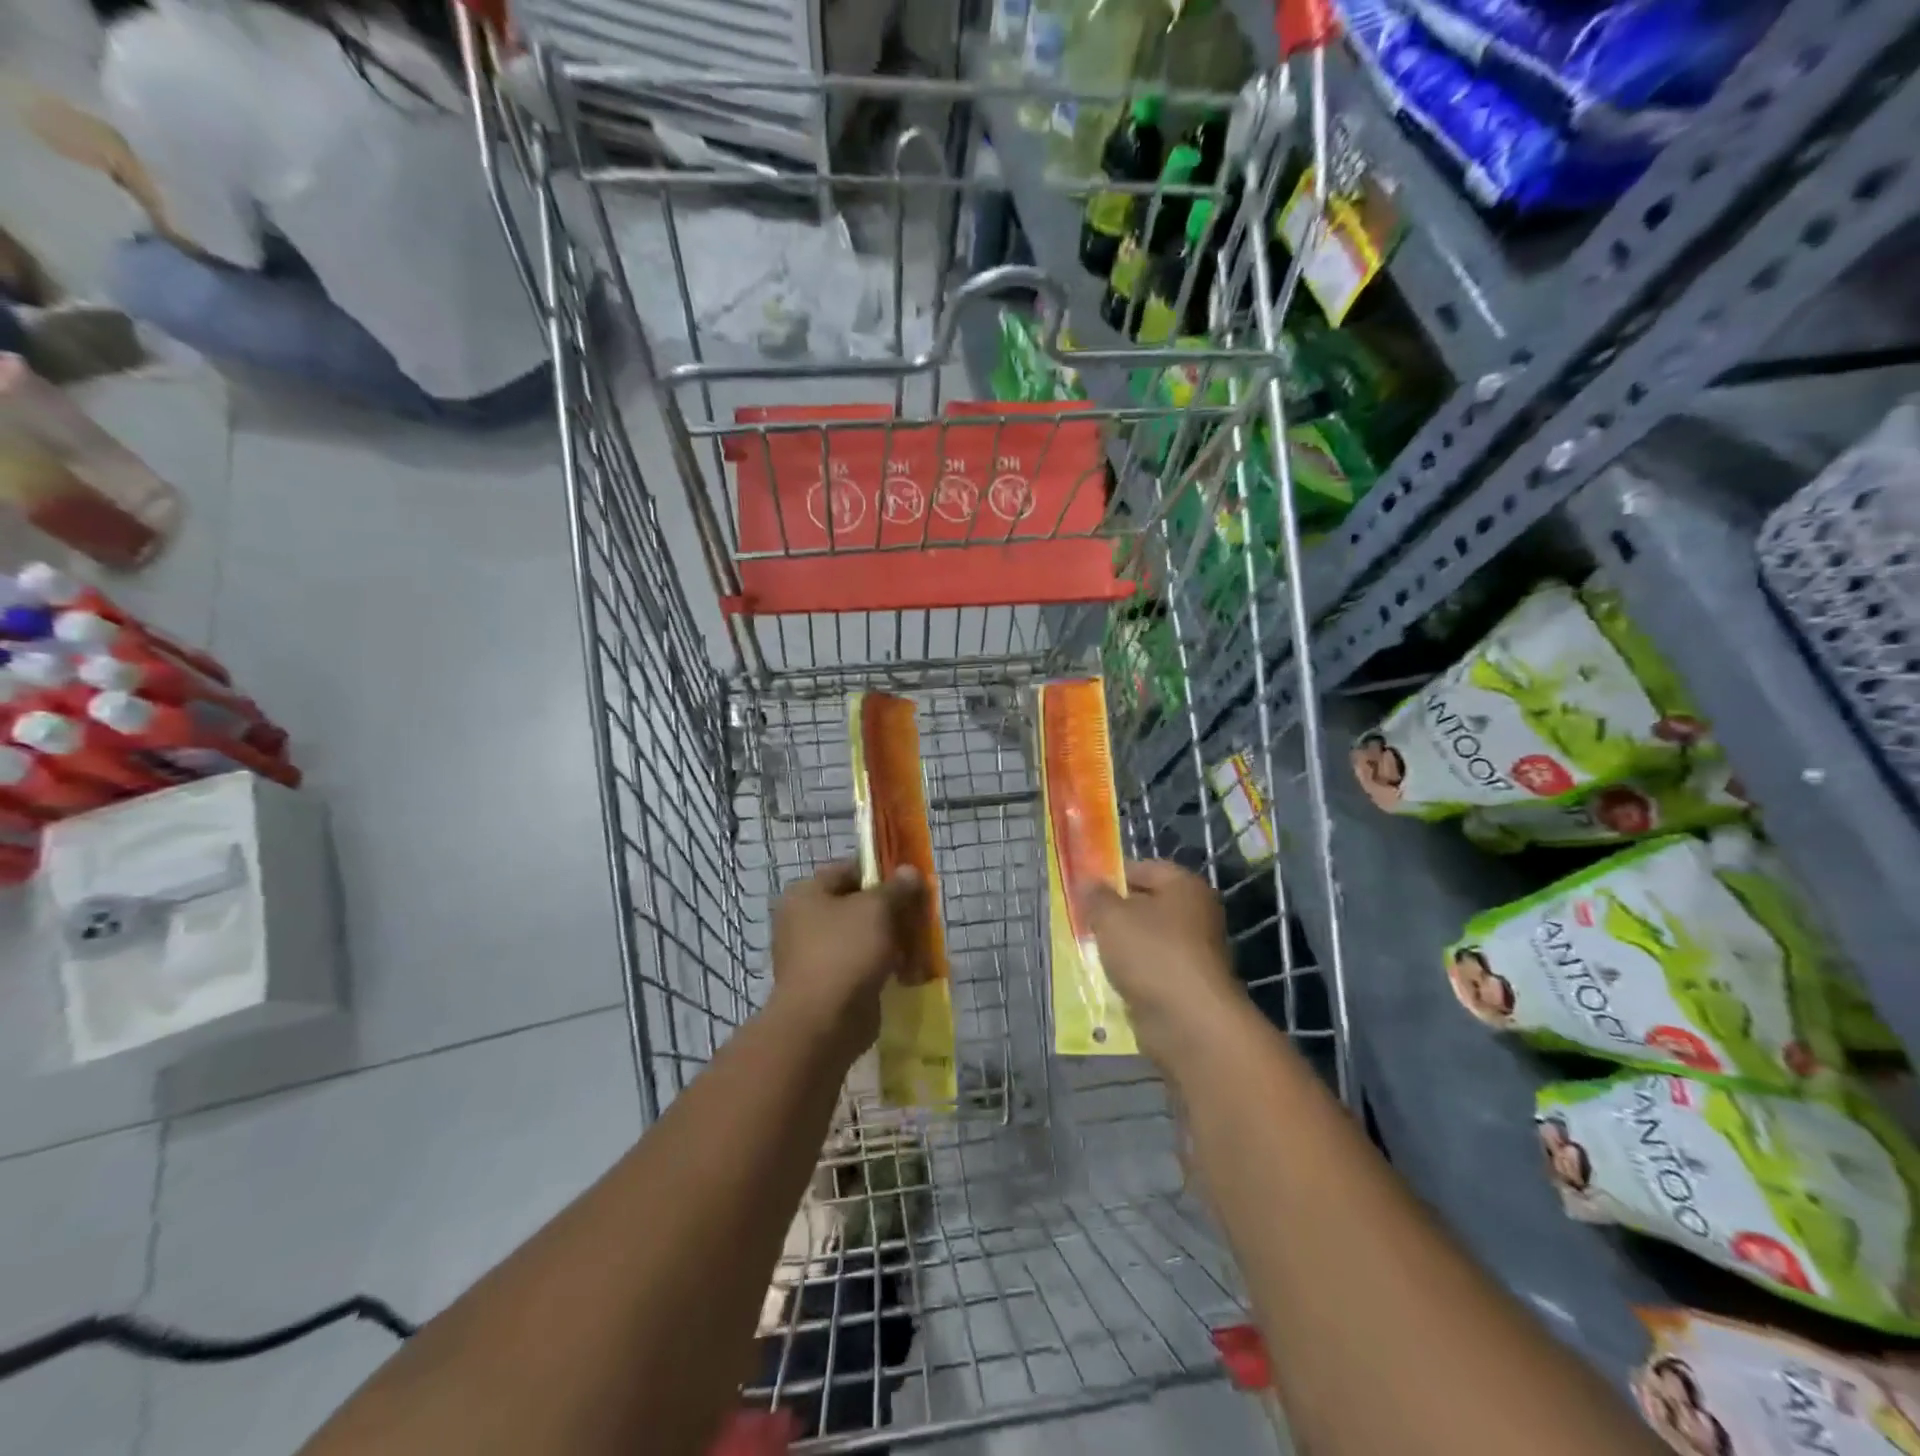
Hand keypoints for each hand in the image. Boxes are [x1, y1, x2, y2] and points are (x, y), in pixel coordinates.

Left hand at [770, 861, 925, 1060]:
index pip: (848, 870)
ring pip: (860, 937)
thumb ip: (896, 888)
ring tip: (918, 944)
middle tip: (918, 914)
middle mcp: (802, 921)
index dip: (881, 873)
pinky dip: (881, 966)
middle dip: (890, 909)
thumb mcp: (877, 909)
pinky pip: (860, 965)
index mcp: (805, 894)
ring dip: (889, 939)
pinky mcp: (827, 985)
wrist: (823, 1022)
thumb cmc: (846, 951)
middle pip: (856, 905)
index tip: (911, 883)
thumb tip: (910, 871)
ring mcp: (812, 955)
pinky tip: (907, 971)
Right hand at [1084, 860, 1246, 1073]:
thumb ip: (1096, 896)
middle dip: (1112, 913)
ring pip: (1145, 939)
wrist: (1188, 1023)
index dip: (1112, 875)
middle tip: (1081, 920)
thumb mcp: (1111, 917)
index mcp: (1184, 886)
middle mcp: (1195, 914)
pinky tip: (1109, 979)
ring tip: (1090, 950)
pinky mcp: (1185, 985)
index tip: (1082, 890)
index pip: (1143, 868)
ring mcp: (1193, 952)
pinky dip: (1131, 973)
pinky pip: (1150, 969)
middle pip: (1144, 904)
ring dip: (1119, 946)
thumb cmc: (1151, 954)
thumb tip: (1088, 882)